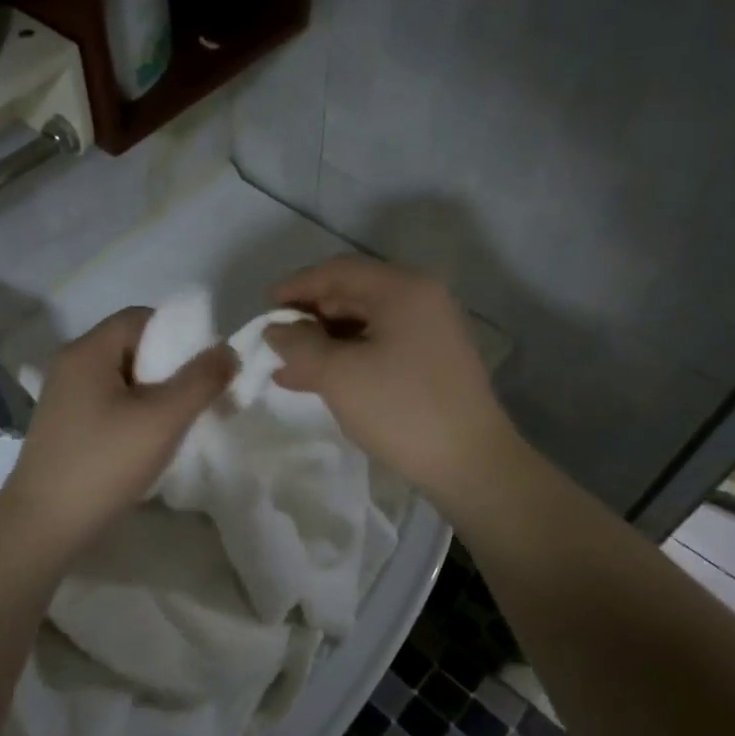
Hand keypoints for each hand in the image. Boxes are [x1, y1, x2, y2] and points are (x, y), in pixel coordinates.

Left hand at [0, 307, 235, 550]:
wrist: (42, 528)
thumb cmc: (103, 464)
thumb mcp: (162, 419)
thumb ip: (201, 381)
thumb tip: (229, 350)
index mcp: (87, 351)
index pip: (140, 319)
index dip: (178, 334)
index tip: (204, 365)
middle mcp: (71, 366)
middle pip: (132, 347)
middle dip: (171, 367)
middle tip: (200, 396)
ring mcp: (64, 398)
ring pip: (123, 379)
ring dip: (156, 393)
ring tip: (181, 421)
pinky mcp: (66, 427)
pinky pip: (110, 403)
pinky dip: (136, 412)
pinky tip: (151, 441)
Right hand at [265, 257, 520, 503]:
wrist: (471, 463)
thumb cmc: (401, 409)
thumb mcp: (339, 375)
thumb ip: (299, 345)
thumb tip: (274, 330)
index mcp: (402, 289)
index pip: (338, 271)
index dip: (296, 286)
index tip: (263, 307)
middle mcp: (420, 299)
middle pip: (352, 293)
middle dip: (309, 316)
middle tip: (274, 340)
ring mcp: (430, 330)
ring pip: (364, 323)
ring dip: (324, 341)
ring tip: (287, 366)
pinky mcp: (431, 360)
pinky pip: (379, 345)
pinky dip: (347, 357)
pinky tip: (318, 379)